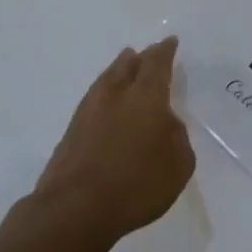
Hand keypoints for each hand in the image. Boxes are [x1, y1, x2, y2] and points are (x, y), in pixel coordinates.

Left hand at [32, 38, 194, 246]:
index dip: (165, 51)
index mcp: (146, 96)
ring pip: (107, 79)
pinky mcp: (72, 131)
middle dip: (141, 57)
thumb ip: (177, 136)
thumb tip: (165, 123)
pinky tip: (109, 104)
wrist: (75, 209)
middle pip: (128, 65)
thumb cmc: (137, 184)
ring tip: (125, 67)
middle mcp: (116, 95)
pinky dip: (106, 94)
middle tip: (147, 54)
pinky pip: (94, 99)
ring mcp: (89, 111)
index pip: (157, 63)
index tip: (170, 42)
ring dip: (118, 70)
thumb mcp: (179, 163)